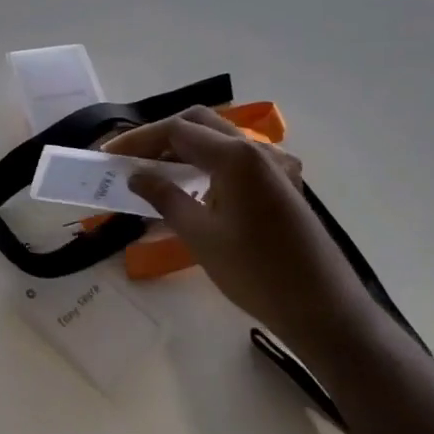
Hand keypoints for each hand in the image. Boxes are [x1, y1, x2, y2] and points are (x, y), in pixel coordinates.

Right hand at [103, 109, 374, 363]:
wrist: (324, 310)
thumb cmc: (257, 274)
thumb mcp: (200, 237)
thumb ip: (165, 198)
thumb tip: (135, 176)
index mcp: (235, 156)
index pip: (176, 130)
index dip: (138, 140)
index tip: (108, 154)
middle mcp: (255, 150)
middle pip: (198, 124)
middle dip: (160, 136)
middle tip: (130, 158)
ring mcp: (272, 166)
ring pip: (218, 139)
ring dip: (183, 148)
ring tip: (152, 172)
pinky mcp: (280, 185)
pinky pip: (235, 159)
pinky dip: (206, 162)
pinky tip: (191, 187)